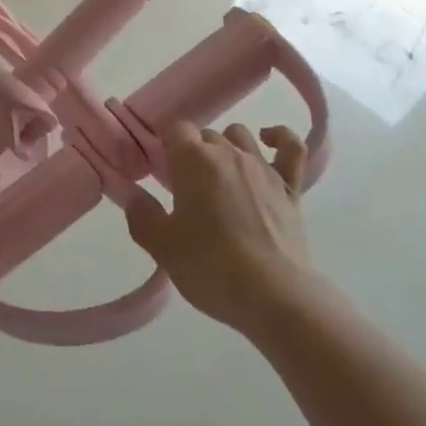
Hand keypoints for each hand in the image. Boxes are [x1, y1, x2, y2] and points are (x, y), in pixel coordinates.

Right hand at [125, 119, 314, 335]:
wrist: (274, 296)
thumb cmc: (211, 267)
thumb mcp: (163, 247)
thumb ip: (142, 216)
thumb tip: (134, 195)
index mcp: (192, 159)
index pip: (175, 129)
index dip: (167, 145)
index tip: (162, 170)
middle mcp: (227, 152)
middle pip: (205, 135)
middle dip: (194, 154)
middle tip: (188, 188)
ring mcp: (262, 166)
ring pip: (240, 136)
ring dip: (227, 147)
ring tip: (221, 176)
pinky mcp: (290, 187)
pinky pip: (291, 147)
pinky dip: (279, 138)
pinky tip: (268, 142)